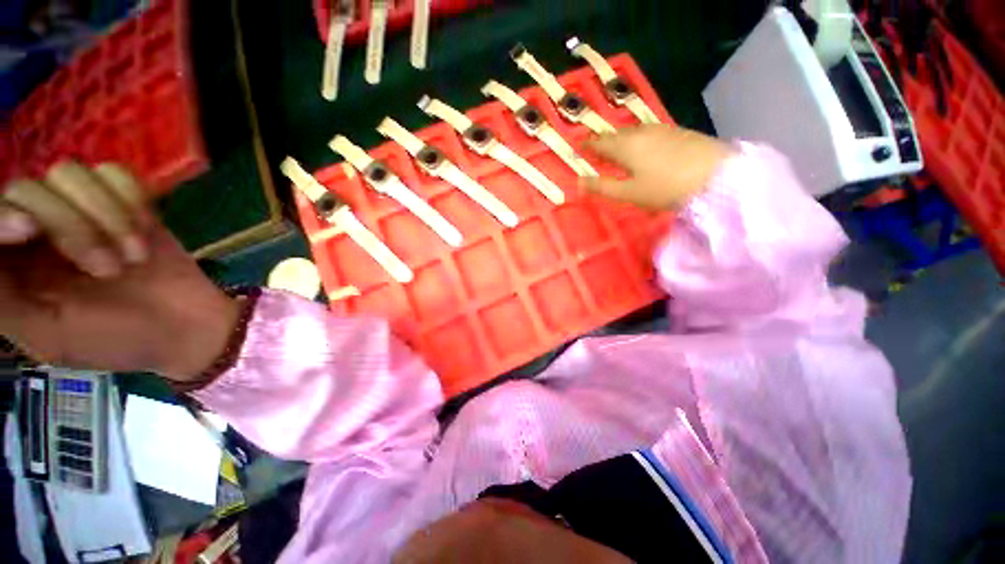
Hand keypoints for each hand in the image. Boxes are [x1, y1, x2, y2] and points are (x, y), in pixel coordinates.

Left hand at [0, 161, 239, 378]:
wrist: (185, 328)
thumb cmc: (114, 340)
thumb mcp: (49, 336)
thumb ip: (3, 300)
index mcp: (11, 263)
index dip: (1, 213)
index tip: (28, 230)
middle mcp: (37, 227)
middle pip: (31, 188)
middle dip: (73, 227)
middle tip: (109, 270)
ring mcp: (81, 210)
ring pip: (72, 174)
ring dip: (109, 217)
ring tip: (133, 256)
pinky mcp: (123, 202)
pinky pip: (117, 174)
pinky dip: (133, 201)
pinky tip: (144, 233)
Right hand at [581, 125, 733, 209]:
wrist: (716, 174)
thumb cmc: (665, 187)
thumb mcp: (629, 193)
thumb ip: (602, 187)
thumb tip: (578, 182)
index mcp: (624, 146)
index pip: (598, 142)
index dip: (587, 146)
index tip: (578, 149)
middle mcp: (639, 132)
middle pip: (615, 135)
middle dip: (603, 143)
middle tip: (596, 153)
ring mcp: (660, 129)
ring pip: (632, 132)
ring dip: (620, 141)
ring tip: (617, 153)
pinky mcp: (676, 132)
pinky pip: (648, 133)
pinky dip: (637, 140)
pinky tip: (643, 150)